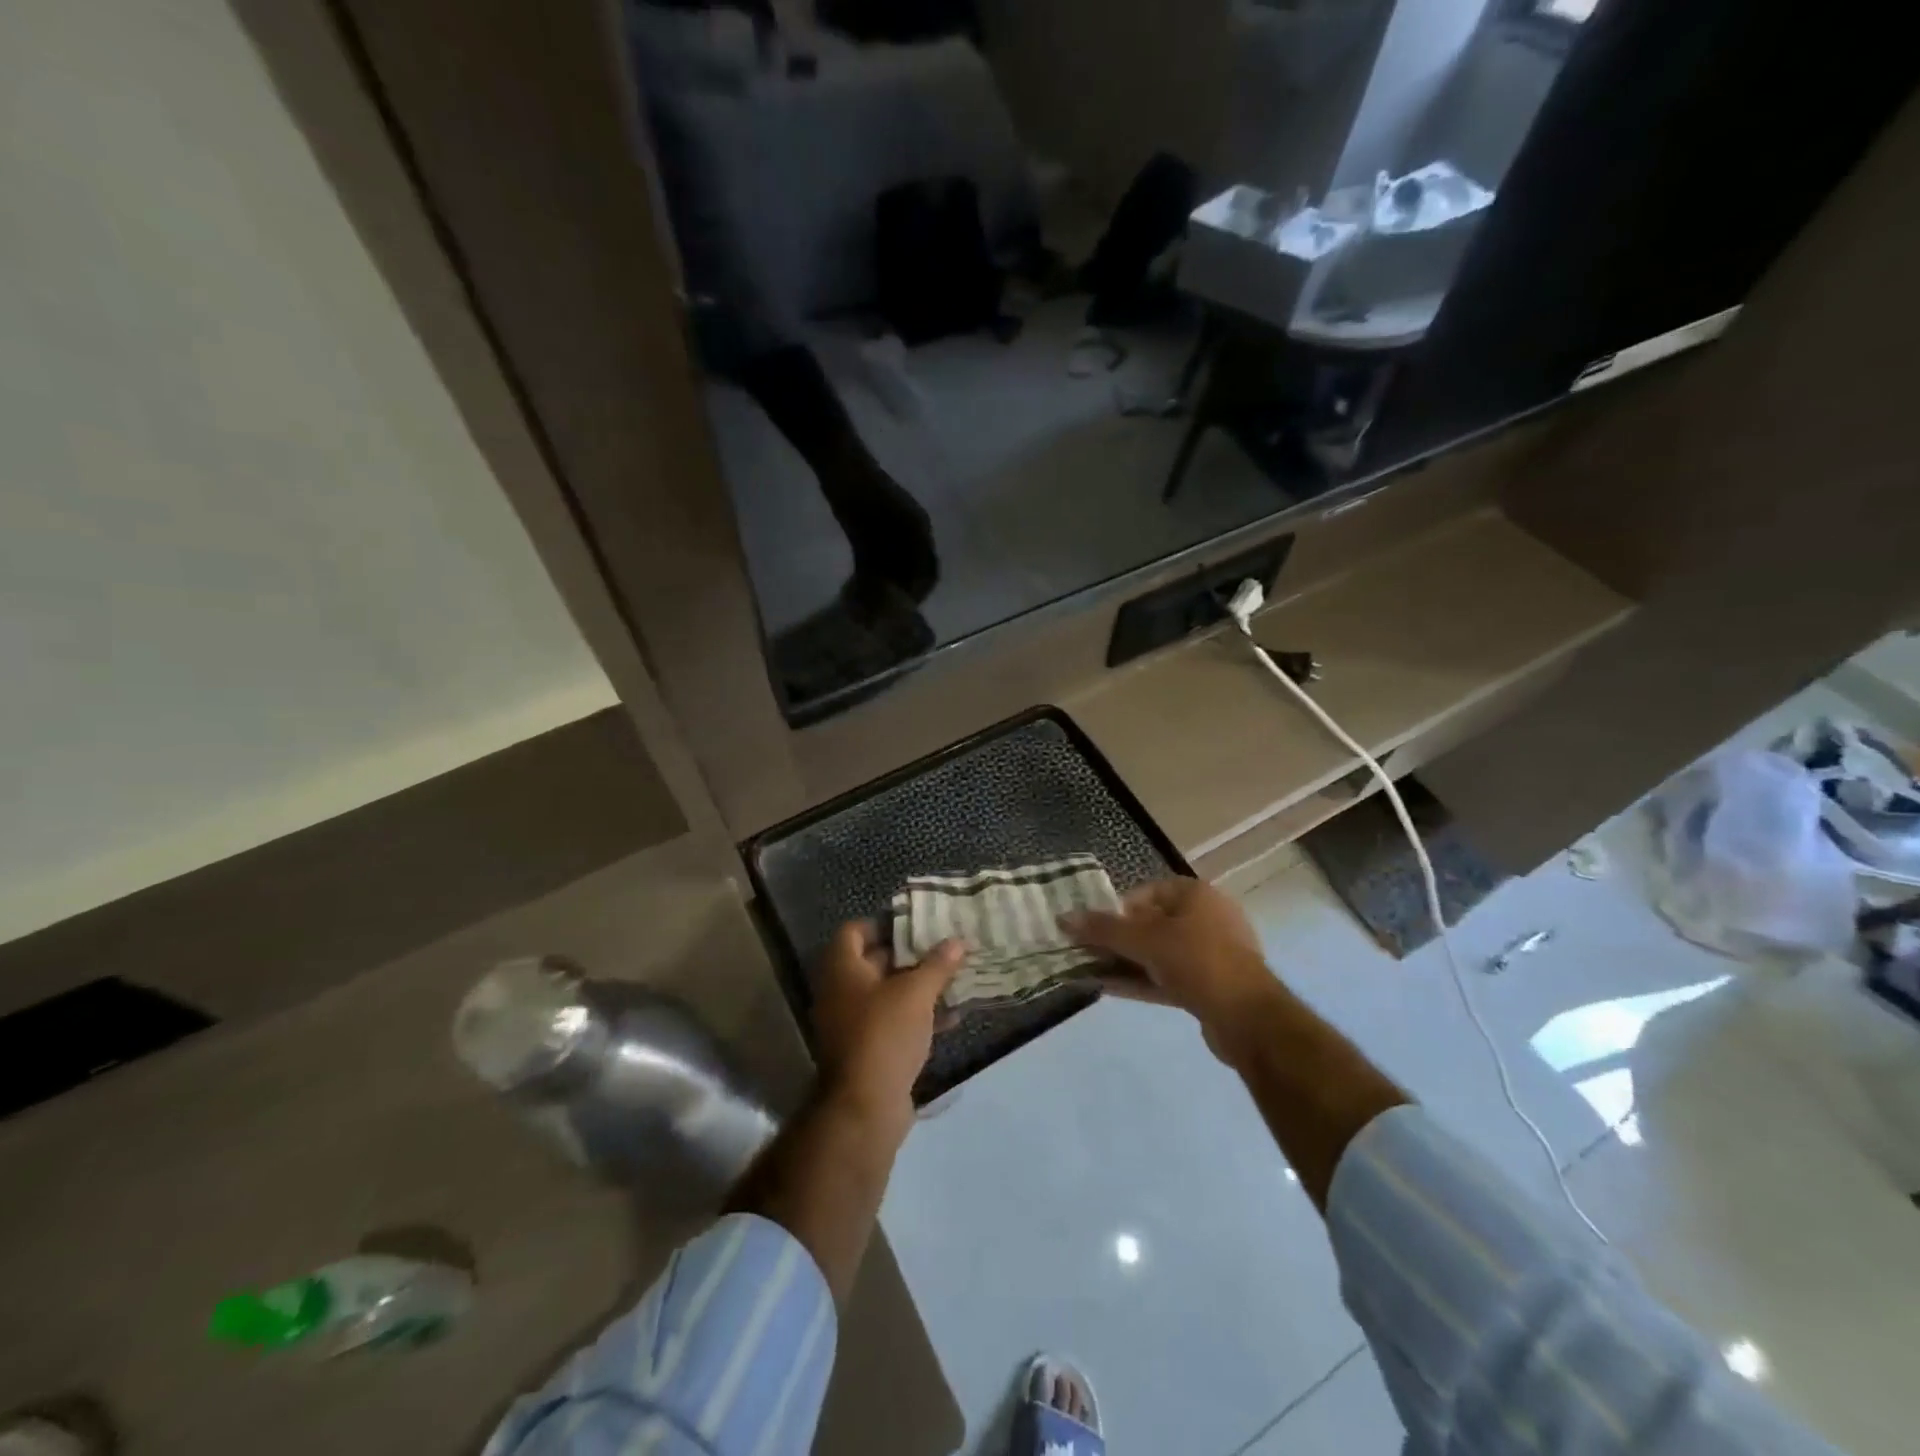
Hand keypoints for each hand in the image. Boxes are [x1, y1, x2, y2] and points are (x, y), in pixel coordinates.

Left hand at [811, 921, 963, 1138]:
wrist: (864, 1107)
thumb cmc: (884, 1034)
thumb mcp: (916, 993)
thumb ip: (937, 965)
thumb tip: (957, 941)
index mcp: (842, 970)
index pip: (854, 931)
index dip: (883, 923)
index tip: (915, 923)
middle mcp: (841, 992)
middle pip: (874, 962)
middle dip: (909, 955)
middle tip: (942, 946)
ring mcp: (852, 1023)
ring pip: (887, 994)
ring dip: (918, 987)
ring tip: (954, 978)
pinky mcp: (868, 1050)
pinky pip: (894, 1022)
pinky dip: (918, 1016)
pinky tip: (952, 1016)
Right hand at [1062, 877, 1278, 1049]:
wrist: (1249, 1018)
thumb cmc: (1197, 961)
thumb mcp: (1145, 940)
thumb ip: (1103, 929)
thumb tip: (1063, 918)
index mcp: (1196, 895)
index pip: (1146, 893)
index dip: (1117, 909)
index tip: (1094, 928)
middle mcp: (1206, 919)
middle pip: (1150, 924)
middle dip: (1116, 939)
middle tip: (1086, 951)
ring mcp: (1210, 955)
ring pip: (1157, 954)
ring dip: (1124, 962)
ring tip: (1088, 971)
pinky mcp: (1209, 987)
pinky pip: (1166, 978)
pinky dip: (1139, 981)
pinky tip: (1106, 988)